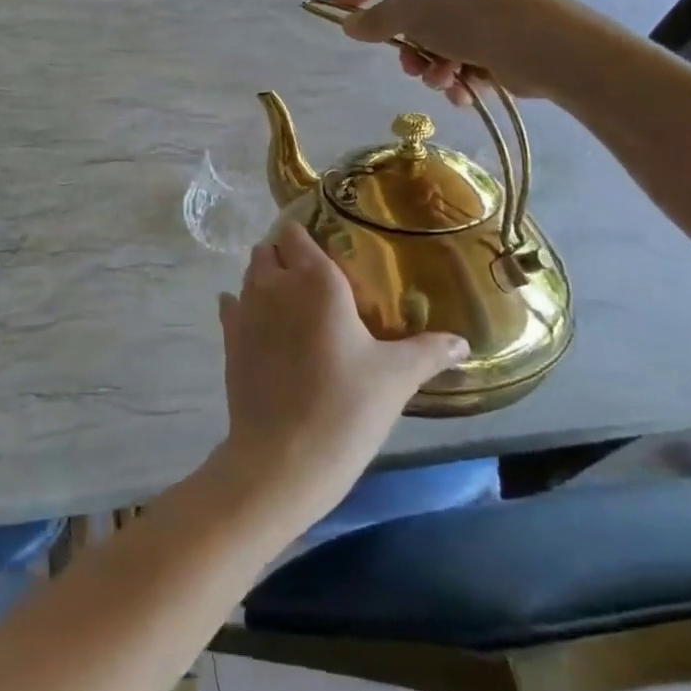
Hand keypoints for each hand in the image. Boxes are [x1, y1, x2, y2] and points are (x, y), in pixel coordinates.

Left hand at [215, 225, 466, 528]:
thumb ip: (428, 351)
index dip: (306, 237)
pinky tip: (263, 327)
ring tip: (291, 307)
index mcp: (316, 279)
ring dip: (266, 281)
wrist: (283, 457)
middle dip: (285, 257)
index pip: (296, 233)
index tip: (327, 252)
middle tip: (312, 283)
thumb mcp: (396, 378)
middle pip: (269, 250)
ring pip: (250, 275)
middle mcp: (274, 283)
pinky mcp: (228, 337)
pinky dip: (243, 307)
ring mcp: (245, 308)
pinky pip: (232, 305)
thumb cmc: (346, 407)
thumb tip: (462, 343)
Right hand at [332, 0, 605, 105]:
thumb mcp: (411, 12)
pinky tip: (463, 89)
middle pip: (410, 9)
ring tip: (444, 80)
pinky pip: (460, 53)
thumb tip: (350, 25)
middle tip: (408, 65)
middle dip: (405, 45)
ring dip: (431, 64)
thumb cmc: (472, 15)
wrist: (549, 48)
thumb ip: (375, 19)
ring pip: (434, 37)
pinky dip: (456, 73)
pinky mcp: (500, 33)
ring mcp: (482, 2)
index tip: (338, 14)